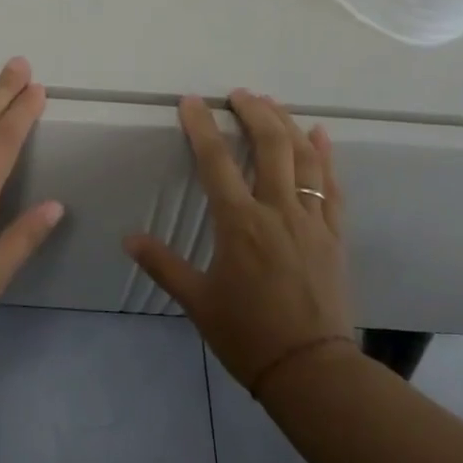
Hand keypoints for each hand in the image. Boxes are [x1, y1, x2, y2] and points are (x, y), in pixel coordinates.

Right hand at [124, 90, 351, 390]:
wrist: (310, 368)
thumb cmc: (246, 334)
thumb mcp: (197, 300)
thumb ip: (162, 264)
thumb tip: (128, 238)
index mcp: (240, 225)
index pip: (216, 162)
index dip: (202, 127)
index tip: (191, 102)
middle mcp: (278, 212)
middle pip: (270, 146)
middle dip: (254, 113)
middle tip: (239, 94)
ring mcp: (312, 220)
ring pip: (304, 158)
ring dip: (287, 125)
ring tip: (272, 103)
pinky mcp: (334, 234)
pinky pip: (332, 185)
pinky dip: (326, 156)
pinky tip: (319, 135)